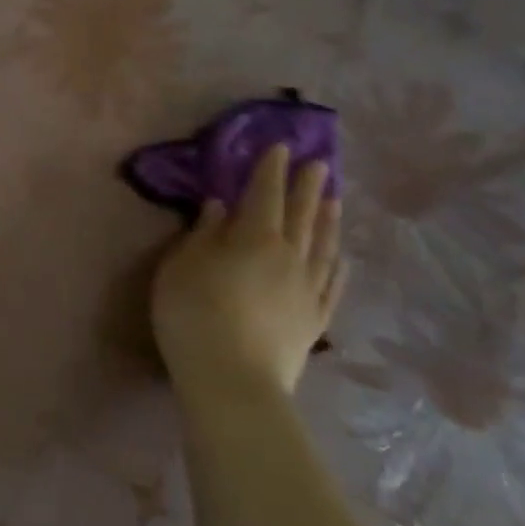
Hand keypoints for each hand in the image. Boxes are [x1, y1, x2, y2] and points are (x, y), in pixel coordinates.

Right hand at [151, 145, 345, 405]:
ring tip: (335, 198)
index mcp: (253, 238)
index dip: (270, 170)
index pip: (264, 194)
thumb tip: (220, 206)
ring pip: (324, 245)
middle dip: (308, 186)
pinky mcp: (315, 319)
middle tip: (318, 162)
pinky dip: (339, 262)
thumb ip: (203, 234)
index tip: (279, 146)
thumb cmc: (193, 313)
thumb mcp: (181, 266)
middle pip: (302, 215)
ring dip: (329, 218)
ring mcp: (307, 289)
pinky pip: (334, 282)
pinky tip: (343, 254)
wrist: (233, 379)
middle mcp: (289, 256)